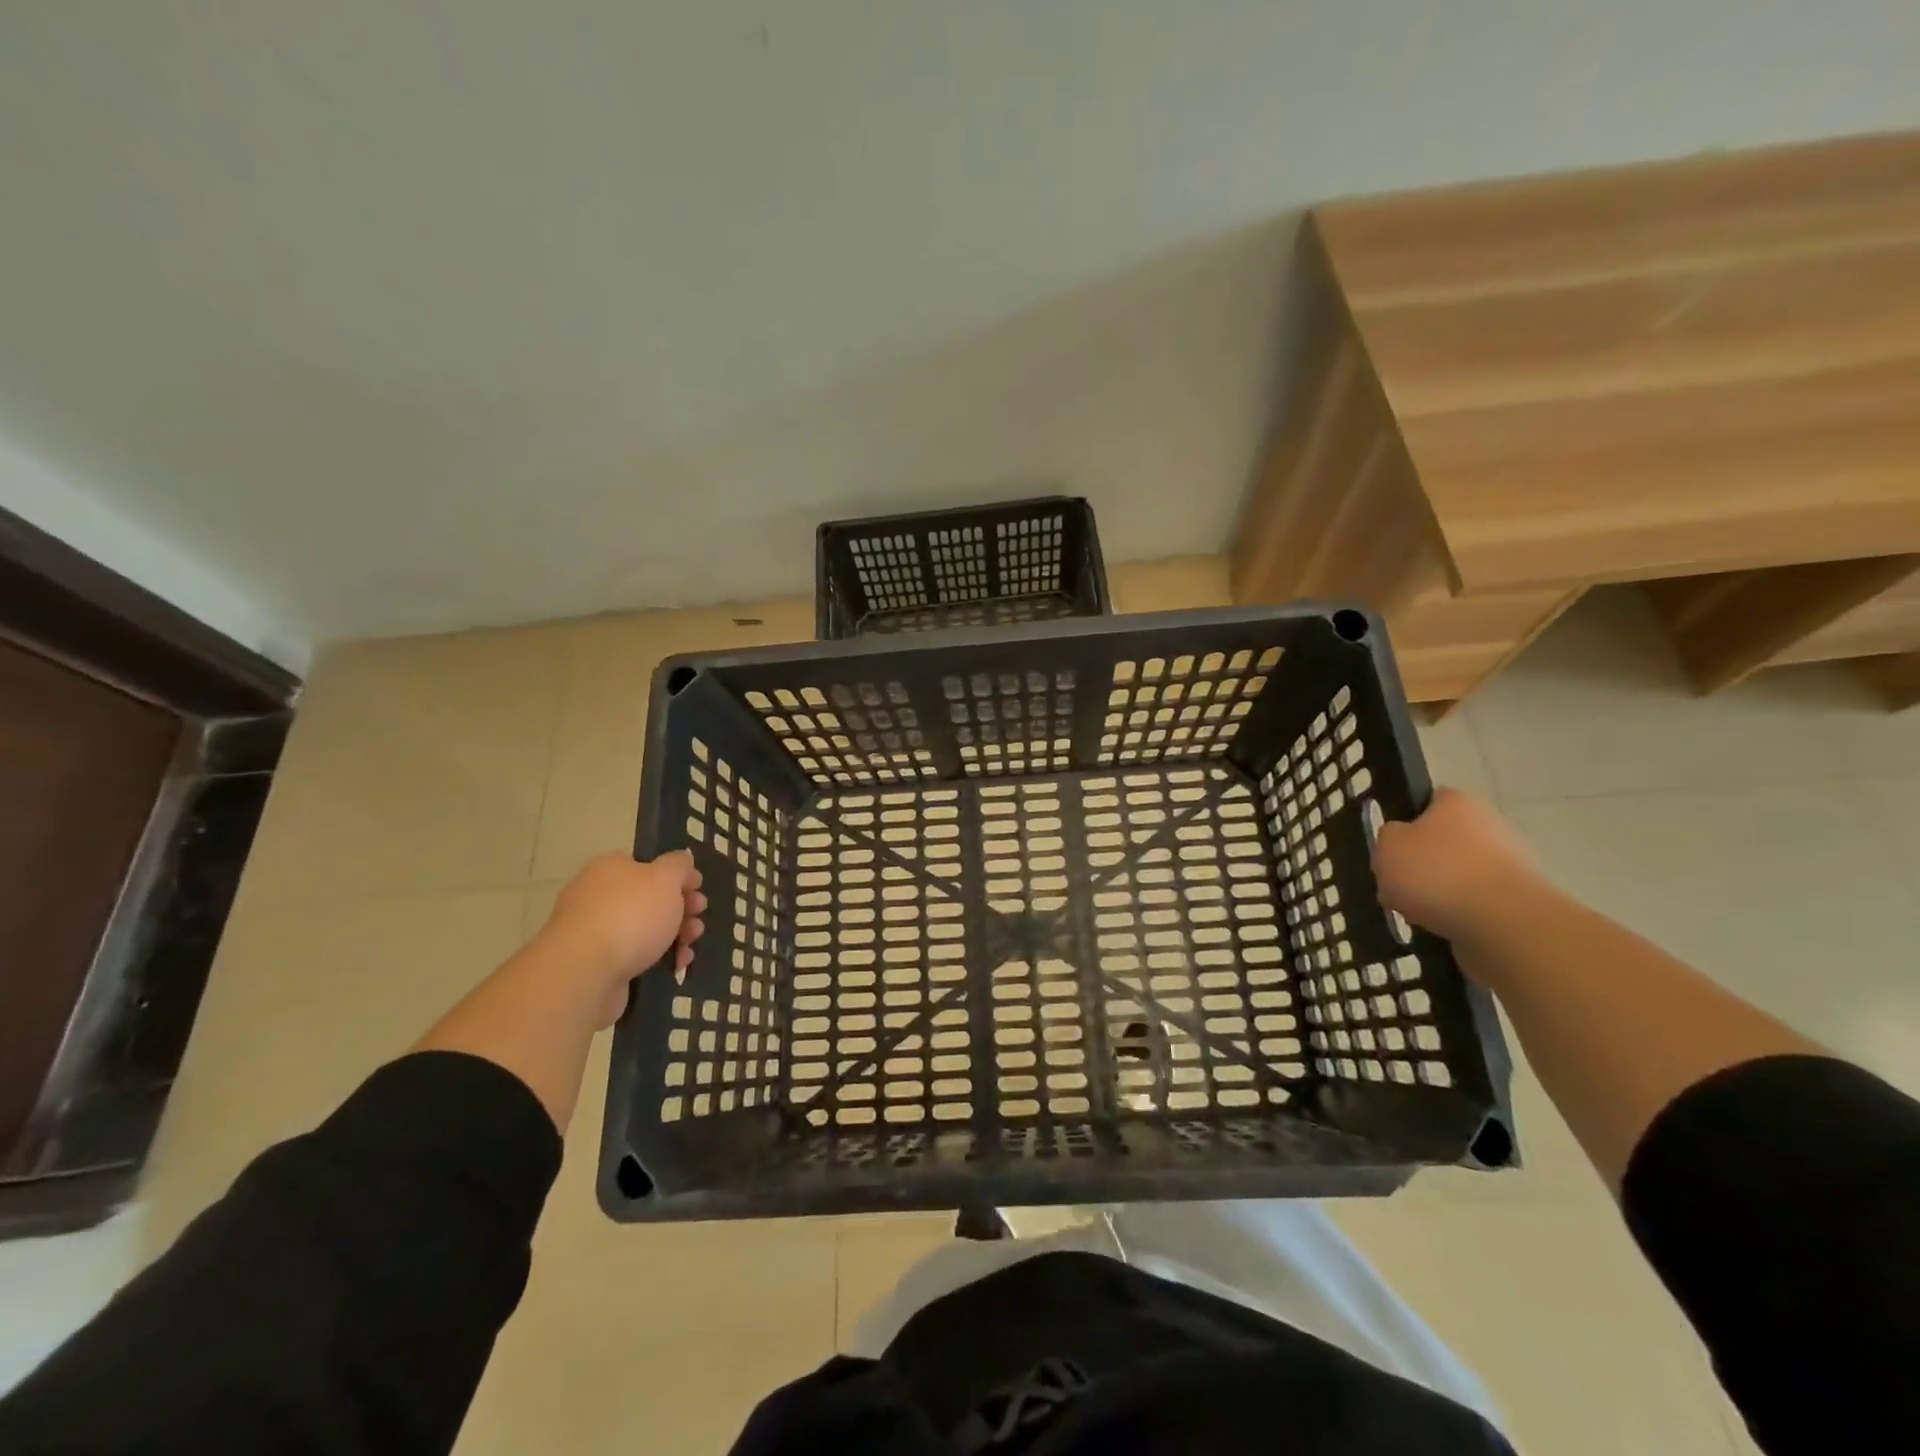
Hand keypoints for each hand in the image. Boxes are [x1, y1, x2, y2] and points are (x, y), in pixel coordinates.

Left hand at [539, 851, 704, 1024]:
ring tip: (690, 947)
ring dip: (675, 936)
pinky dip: (658, 960)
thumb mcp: (665, 878)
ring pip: (645, 929)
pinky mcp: (596, 965)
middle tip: (698, 920)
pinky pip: (635, 956)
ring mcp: (594, 932)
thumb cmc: (630, 915)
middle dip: (681, 910)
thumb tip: (682, 860)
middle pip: (649, 899)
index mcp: (610, 869)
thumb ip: (678, 865)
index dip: (677, 877)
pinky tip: (676, 966)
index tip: (698, 891)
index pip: (648, 866)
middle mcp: (598, 896)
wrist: (585, 973)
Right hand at [1372, 788, 1544, 944]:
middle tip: (1398, 884)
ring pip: (1458, 874)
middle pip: (1443, 842)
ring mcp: (1509, 863)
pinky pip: (1476, 902)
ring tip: (1417, 913)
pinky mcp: (1519, 900)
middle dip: (1421, 863)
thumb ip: (1388, 837)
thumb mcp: (1387, 845)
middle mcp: (1489, 824)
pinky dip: (1459, 913)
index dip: (1406, 821)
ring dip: (1439, 892)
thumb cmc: (1437, 872)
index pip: (1428, 801)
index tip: (1392, 846)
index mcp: (1457, 802)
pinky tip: (1443, 927)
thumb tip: (1400, 842)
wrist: (1503, 923)